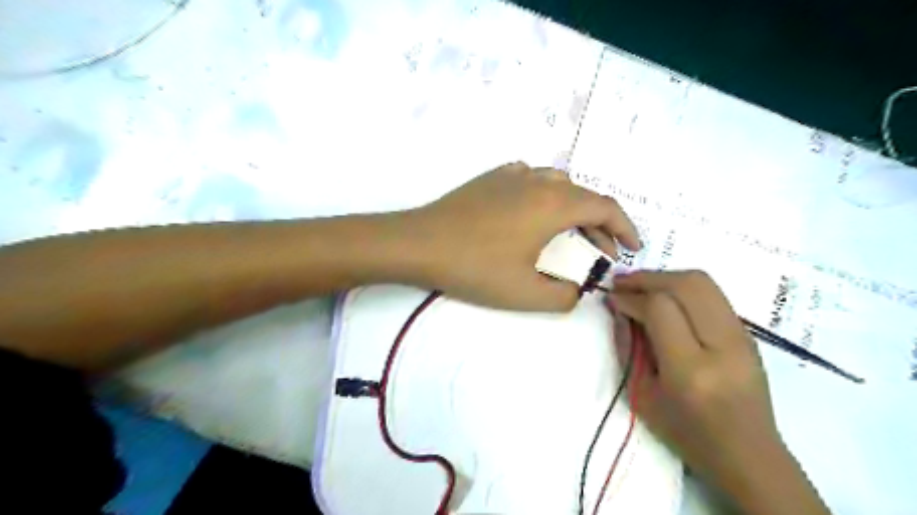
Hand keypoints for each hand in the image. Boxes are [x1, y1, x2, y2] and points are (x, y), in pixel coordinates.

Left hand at [404, 163, 638, 311]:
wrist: (420, 243)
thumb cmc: (475, 267)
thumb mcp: (526, 293)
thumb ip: (563, 295)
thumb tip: (577, 289)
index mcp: (554, 204)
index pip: (605, 207)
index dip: (626, 228)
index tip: (632, 249)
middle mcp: (538, 181)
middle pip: (583, 196)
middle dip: (600, 225)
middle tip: (601, 253)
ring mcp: (512, 175)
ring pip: (558, 184)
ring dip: (573, 208)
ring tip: (570, 233)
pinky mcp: (490, 178)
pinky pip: (530, 180)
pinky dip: (545, 196)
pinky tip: (533, 213)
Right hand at [607, 272, 779, 489]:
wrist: (749, 455)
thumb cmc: (687, 434)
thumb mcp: (642, 395)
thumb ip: (628, 346)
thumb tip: (619, 306)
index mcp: (690, 370)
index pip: (660, 309)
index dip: (632, 296)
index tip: (613, 297)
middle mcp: (723, 347)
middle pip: (687, 285)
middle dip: (648, 277)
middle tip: (622, 282)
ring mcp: (742, 337)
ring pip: (703, 283)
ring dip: (666, 277)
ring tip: (640, 285)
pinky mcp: (749, 334)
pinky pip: (712, 295)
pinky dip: (681, 287)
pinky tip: (664, 297)